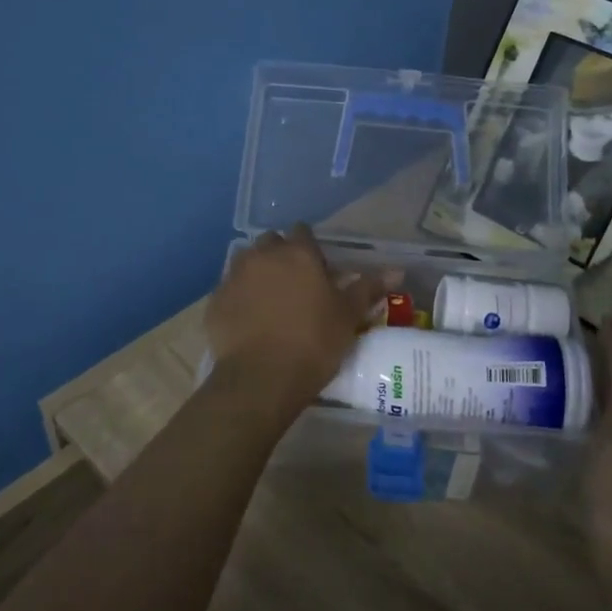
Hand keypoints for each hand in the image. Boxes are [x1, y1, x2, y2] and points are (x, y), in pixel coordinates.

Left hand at [205, 226, 383, 417]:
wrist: (261, 379)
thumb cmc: (314, 343)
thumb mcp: (348, 316)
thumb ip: (369, 288)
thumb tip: (397, 270)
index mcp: (297, 253)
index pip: (303, 232)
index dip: (311, 247)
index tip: (319, 269)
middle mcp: (262, 255)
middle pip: (272, 243)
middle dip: (282, 256)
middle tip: (296, 285)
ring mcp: (234, 276)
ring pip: (247, 263)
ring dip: (258, 274)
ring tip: (271, 303)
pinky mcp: (214, 301)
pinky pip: (230, 290)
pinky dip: (240, 299)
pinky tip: (249, 322)